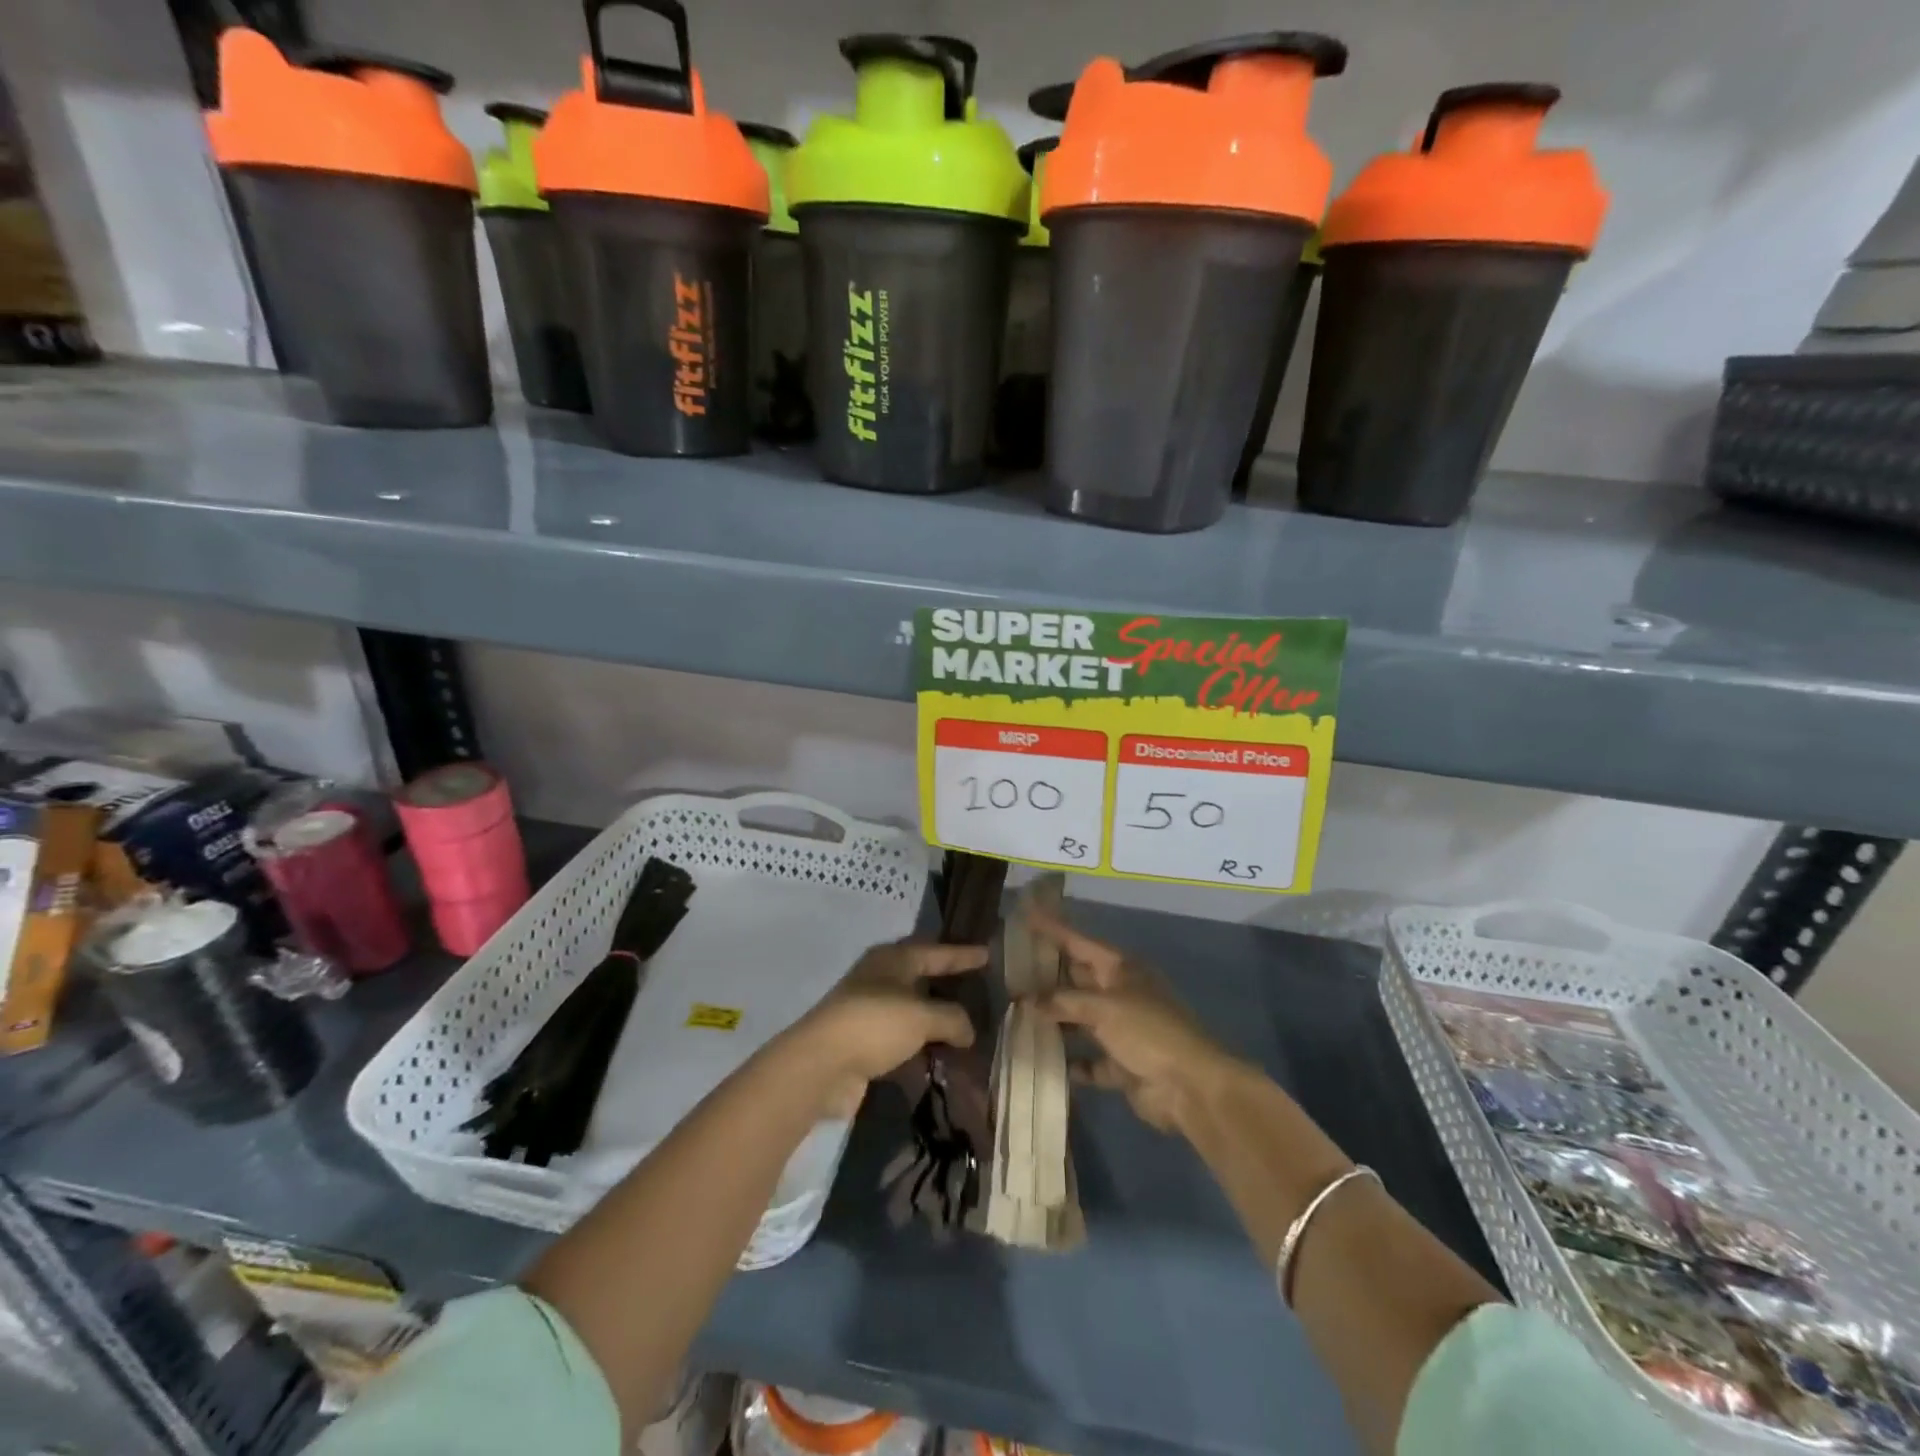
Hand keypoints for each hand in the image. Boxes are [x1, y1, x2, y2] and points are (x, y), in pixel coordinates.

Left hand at [787, 941, 985, 1116]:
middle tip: (978, 988)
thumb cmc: (875, 1024)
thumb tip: (969, 1031)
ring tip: (969, 1030)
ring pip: (913, 1012)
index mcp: (893, 960)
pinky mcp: (865, 1044)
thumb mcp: (922, 1016)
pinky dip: (922, 1048)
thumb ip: (953, 1019)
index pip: (936, 951)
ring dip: (937, 1022)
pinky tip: (943, 1059)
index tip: (987, 953)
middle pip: (922, 978)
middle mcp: (880, 979)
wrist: (821, 1065)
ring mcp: (870, 1012)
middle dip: (948, 985)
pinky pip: (903, 1041)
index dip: (963, 954)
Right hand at [1030, 907, 1241, 1132]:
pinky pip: (1090, 1060)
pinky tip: (1043, 1059)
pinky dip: (1071, 1061)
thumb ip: (1063, 1002)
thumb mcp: (1104, 1007)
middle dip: (1048, 976)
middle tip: (1011, 969)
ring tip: (1017, 1014)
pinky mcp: (1123, 1064)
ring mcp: (1123, 1030)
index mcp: (1122, 969)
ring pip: (1080, 1019)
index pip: (1080, 942)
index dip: (1053, 928)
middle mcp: (1121, 994)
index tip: (1027, 914)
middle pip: (1078, 979)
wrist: (1190, 1087)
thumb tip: (1028, 1000)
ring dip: (1055, 1019)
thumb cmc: (1148, 1032)